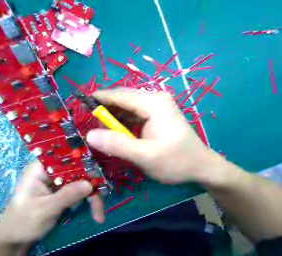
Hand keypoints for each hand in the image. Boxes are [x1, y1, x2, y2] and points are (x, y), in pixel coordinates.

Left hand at [0, 160, 106, 253]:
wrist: (15, 240)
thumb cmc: (23, 222)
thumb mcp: (44, 209)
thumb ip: (67, 195)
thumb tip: (90, 184)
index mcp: (41, 168)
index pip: (64, 155)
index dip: (82, 157)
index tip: (98, 165)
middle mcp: (52, 171)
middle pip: (78, 169)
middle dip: (91, 184)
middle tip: (103, 198)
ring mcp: (59, 181)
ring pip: (82, 180)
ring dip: (92, 196)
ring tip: (99, 214)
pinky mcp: (65, 190)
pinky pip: (81, 190)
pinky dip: (89, 200)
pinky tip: (96, 212)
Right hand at [85, 89, 230, 186]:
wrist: (201, 167)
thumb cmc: (176, 161)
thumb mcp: (145, 156)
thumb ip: (117, 145)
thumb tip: (90, 135)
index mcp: (153, 103)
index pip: (120, 95)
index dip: (99, 98)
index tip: (80, 103)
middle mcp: (154, 99)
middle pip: (123, 100)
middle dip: (105, 109)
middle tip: (87, 122)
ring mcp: (156, 107)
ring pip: (127, 108)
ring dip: (113, 117)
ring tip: (98, 128)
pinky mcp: (156, 116)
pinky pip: (134, 115)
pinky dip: (122, 122)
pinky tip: (115, 132)